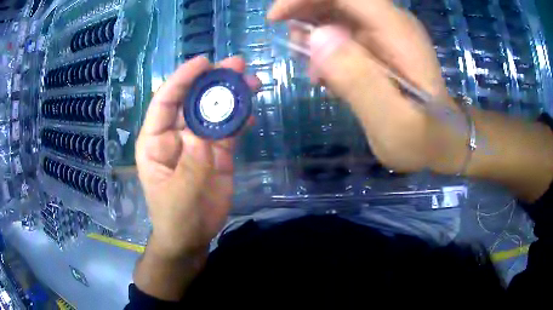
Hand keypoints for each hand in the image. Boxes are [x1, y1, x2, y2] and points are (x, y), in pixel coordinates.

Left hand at [136, 56, 258, 258]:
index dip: (182, 79)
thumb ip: (190, 165)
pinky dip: (240, 119)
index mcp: (155, 140)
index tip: (204, 63)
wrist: (192, 237)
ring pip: (213, 112)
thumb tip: (201, 136)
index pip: (165, 101)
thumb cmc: (175, 217)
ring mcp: (198, 143)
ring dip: (231, 96)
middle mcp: (175, 135)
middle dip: (212, 81)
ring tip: (251, 81)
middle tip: (236, 65)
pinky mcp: (217, 153)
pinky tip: (252, 111)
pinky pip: (228, 131)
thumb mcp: (178, 194)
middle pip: (193, 100)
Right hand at [269, 0, 465, 172]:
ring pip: (337, 11)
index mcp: (397, 32)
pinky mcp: (382, 43)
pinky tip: (329, 74)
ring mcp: (387, 31)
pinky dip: (326, 45)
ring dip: (314, 31)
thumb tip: (316, 38)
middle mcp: (392, 22)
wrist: (443, 141)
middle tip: (296, 50)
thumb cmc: (424, 140)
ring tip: (314, 70)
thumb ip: (360, 82)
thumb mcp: (393, 125)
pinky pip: (345, 29)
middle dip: (305, 14)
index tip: (276, 20)